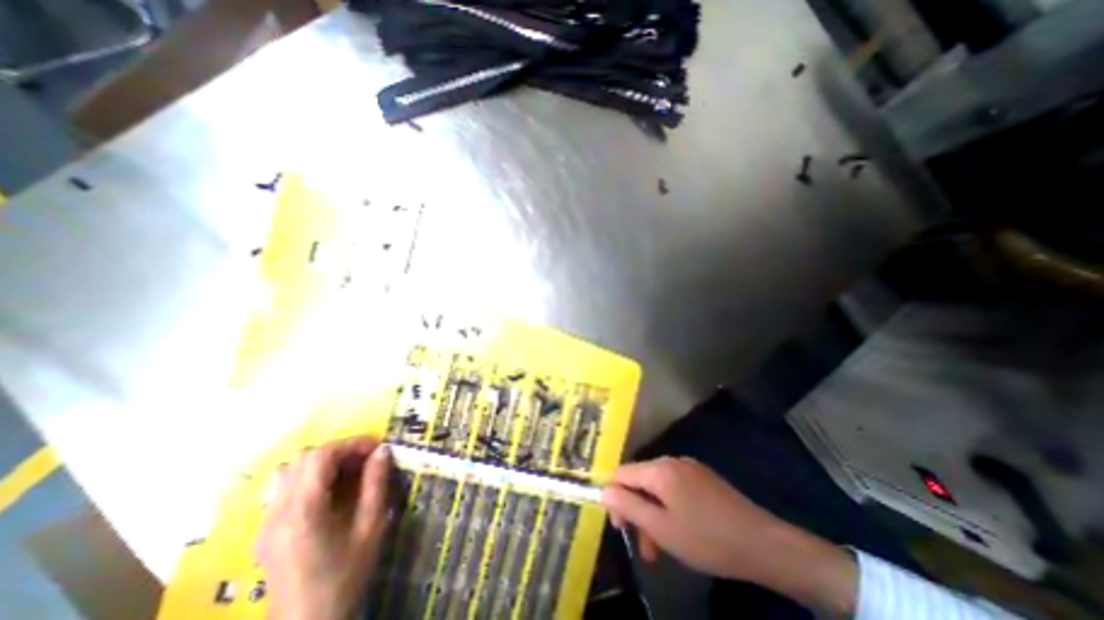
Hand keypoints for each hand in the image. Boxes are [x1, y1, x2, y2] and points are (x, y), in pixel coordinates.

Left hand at [257, 437, 393, 619]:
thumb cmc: (345, 576)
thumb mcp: (371, 527)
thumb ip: (376, 484)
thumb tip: (383, 450)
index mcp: (302, 511)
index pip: (321, 456)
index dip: (352, 444)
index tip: (378, 447)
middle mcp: (277, 512)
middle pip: (304, 459)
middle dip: (340, 451)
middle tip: (367, 458)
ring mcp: (266, 522)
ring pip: (290, 471)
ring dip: (323, 462)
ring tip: (349, 470)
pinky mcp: (266, 532)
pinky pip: (284, 488)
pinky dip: (309, 477)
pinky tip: (328, 490)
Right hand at [601, 456, 857, 615]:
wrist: (764, 545)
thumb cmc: (707, 538)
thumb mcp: (661, 528)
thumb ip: (628, 506)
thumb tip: (604, 490)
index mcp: (659, 469)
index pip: (622, 473)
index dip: (614, 496)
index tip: (619, 526)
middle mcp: (672, 462)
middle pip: (640, 481)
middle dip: (636, 511)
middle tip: (643, 546)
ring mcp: (690, 468)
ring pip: (658, 488)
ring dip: (653, 515)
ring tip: (660, 550)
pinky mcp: (703, 478)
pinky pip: (675, 489)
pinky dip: (669, 509)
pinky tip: (679, 532)